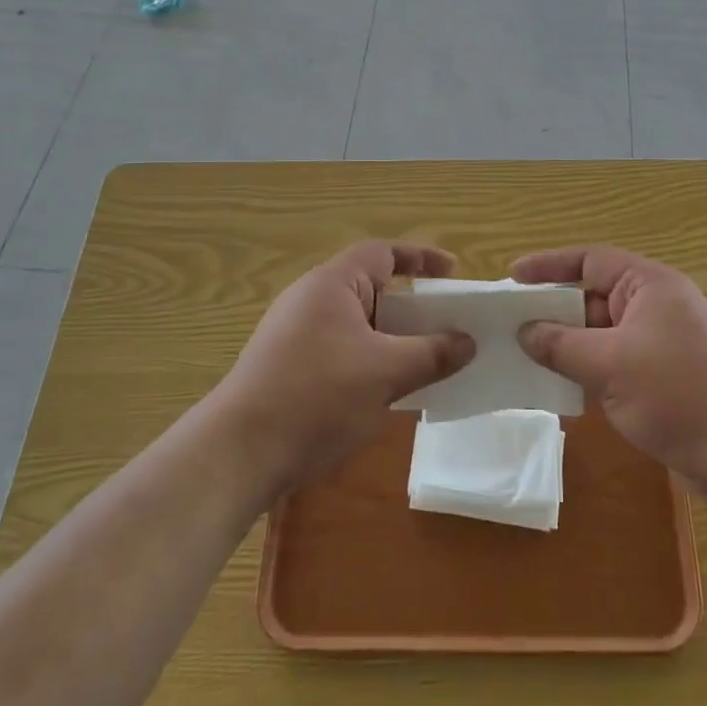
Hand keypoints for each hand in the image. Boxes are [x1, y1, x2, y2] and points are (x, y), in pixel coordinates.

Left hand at [210, 242, 474, 497]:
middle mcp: (310, 299)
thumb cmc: (317, 396)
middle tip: (444, 325)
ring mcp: (294, 333)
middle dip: (410, 306)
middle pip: (371, 287)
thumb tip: (468, 342)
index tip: (454, 273)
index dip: (421, 258)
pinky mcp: (286, 366)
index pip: (383, 253)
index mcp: (332, 283)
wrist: (238, 453)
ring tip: (421, 363)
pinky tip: (383, 393)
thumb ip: (432, 353)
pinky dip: (368, 360)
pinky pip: (340, 349)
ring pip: (356, 323)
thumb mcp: (386, 374)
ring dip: (390, 338)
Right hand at [513, 245, 706, 514]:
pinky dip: (588, 369)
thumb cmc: (680, 394)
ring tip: (524, 357)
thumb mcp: (611, 365)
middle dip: (553, 310)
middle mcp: (655, 305)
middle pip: (593, 296)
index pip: (590, 260)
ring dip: (567, 344)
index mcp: (649, 285)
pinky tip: (559, 388)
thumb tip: (525, 332)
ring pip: (601, 333)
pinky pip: (614, 361)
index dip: (549, 266)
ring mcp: (661, 342)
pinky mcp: (664, 377)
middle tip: (509, 324)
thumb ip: (561, 345)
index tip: (512, 278)